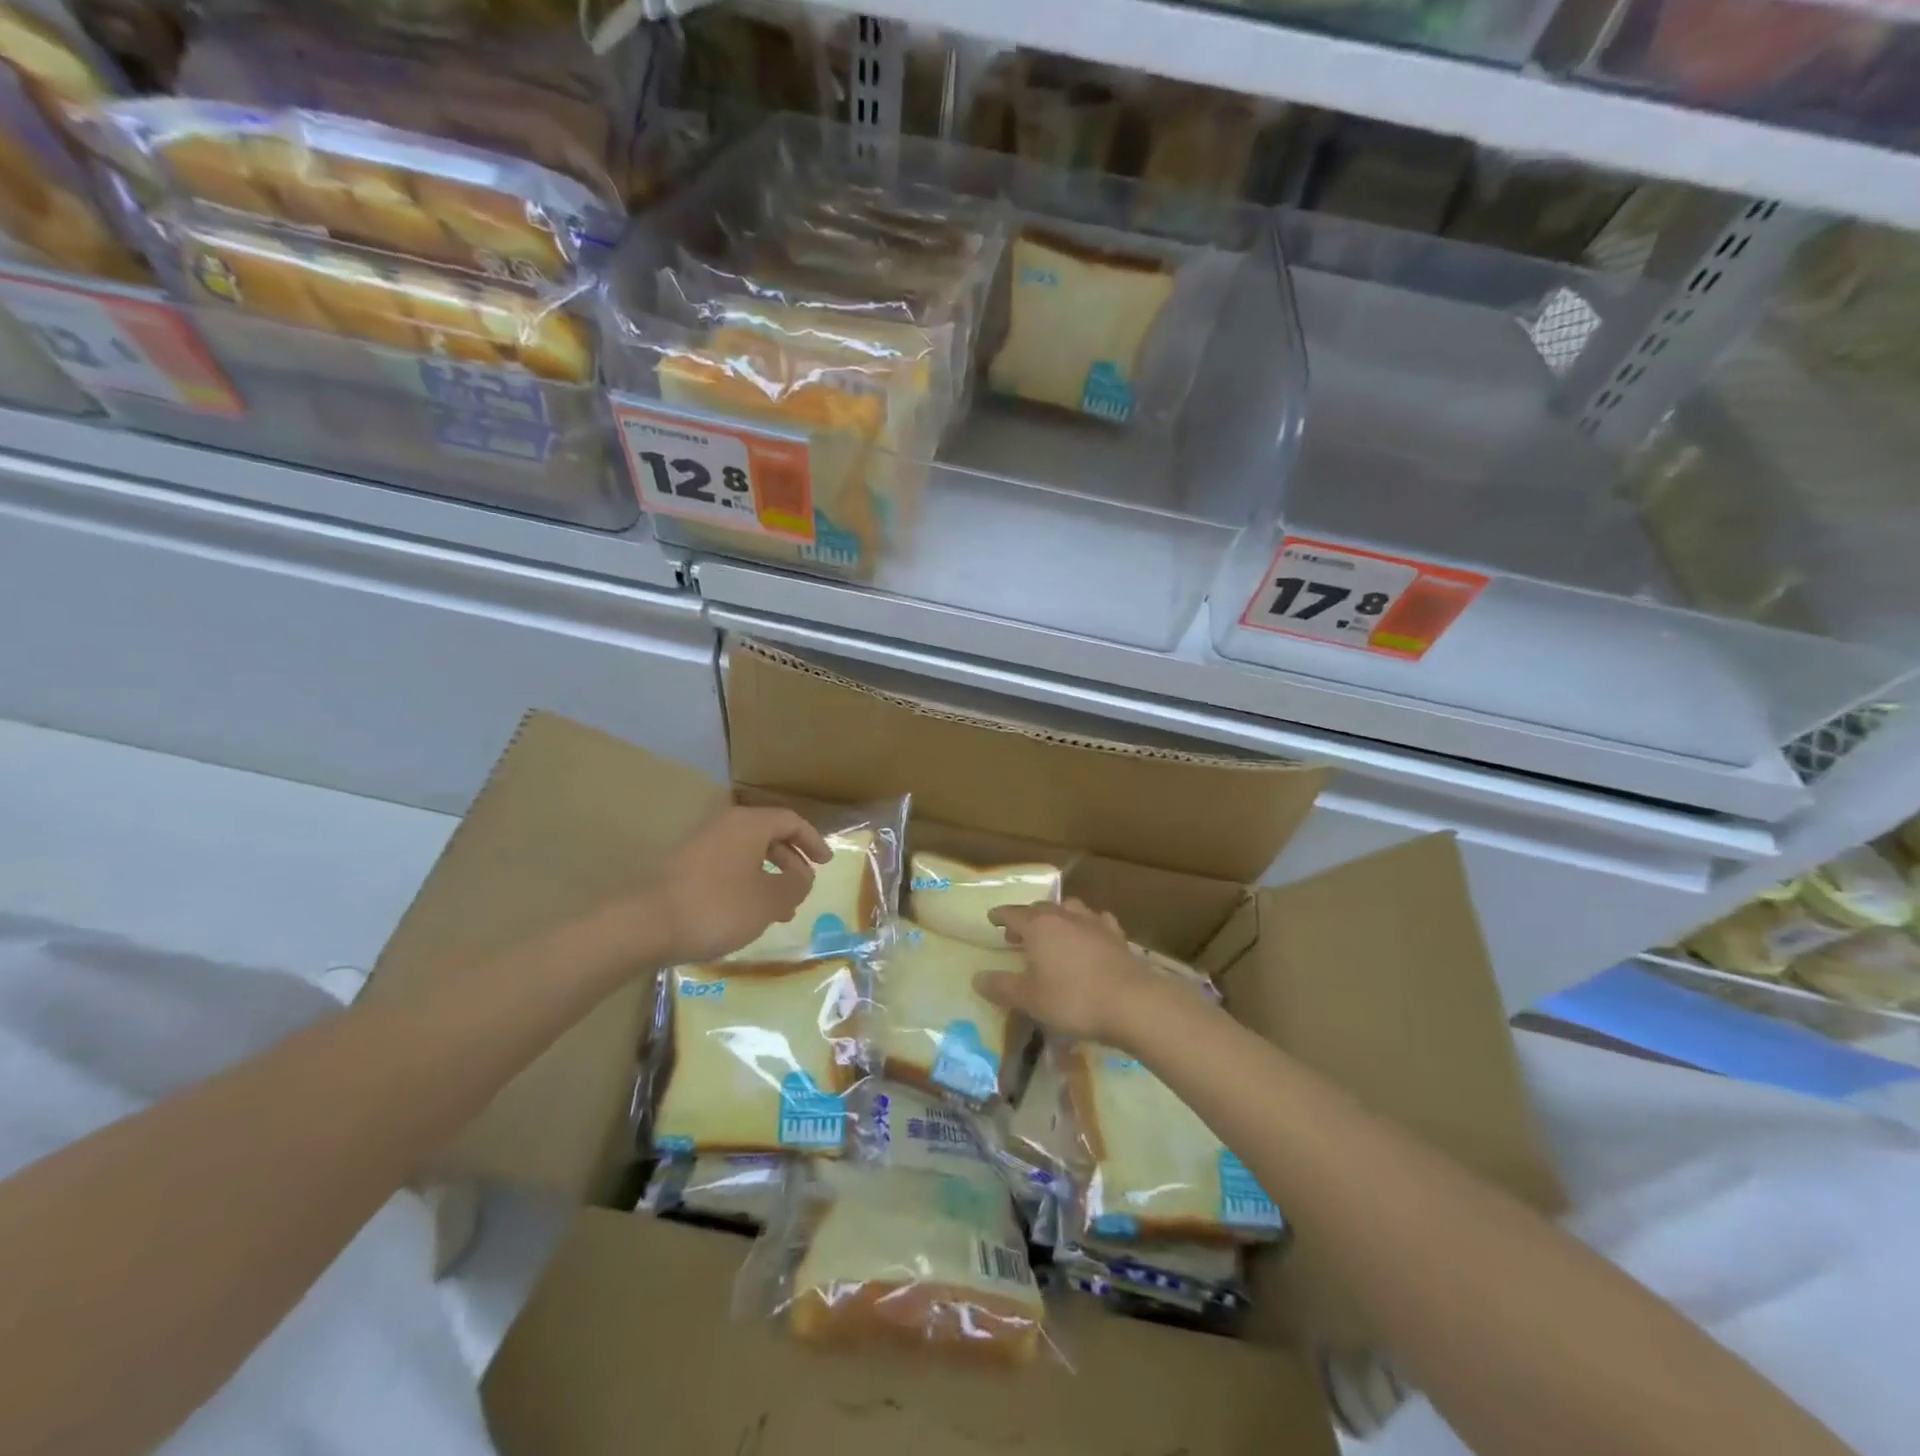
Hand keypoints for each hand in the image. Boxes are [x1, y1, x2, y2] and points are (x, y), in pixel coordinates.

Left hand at [648, 807, 831, 963]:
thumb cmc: (717, 906)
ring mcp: (700, 846)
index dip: (813, 841)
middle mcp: (724, 826)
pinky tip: (746, 915)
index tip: (826, 863)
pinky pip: (726, 869)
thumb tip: (803, 876)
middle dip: (790, 862)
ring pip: (746, 855)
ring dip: (768, 877)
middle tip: (803, 888)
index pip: (791, 821)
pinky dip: (745, 885)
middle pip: (768, 835)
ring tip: (780, 910)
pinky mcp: (683, 869)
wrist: (644, 924)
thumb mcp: (769, 900)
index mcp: (749, 824)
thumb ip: (795, 886)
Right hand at [974, 898, 1174, 1047]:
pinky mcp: (1116, 935)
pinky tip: (1090, 934)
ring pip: (1070, 909)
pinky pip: (1097, 921)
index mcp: (1038, 926)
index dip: (1000, 916)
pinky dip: (1088, 925)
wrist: (1131, 1002)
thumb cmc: (1073, 999)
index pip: (1013, 913)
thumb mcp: (1030, 999)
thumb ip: (1001, 987)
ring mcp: (1093, 922)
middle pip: (1040, 908)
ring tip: (1053, 931)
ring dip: (1057, 917)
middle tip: (1017, 933)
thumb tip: (976, 978)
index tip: (991, 918)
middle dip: (1026, 918)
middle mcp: (1064, 916)